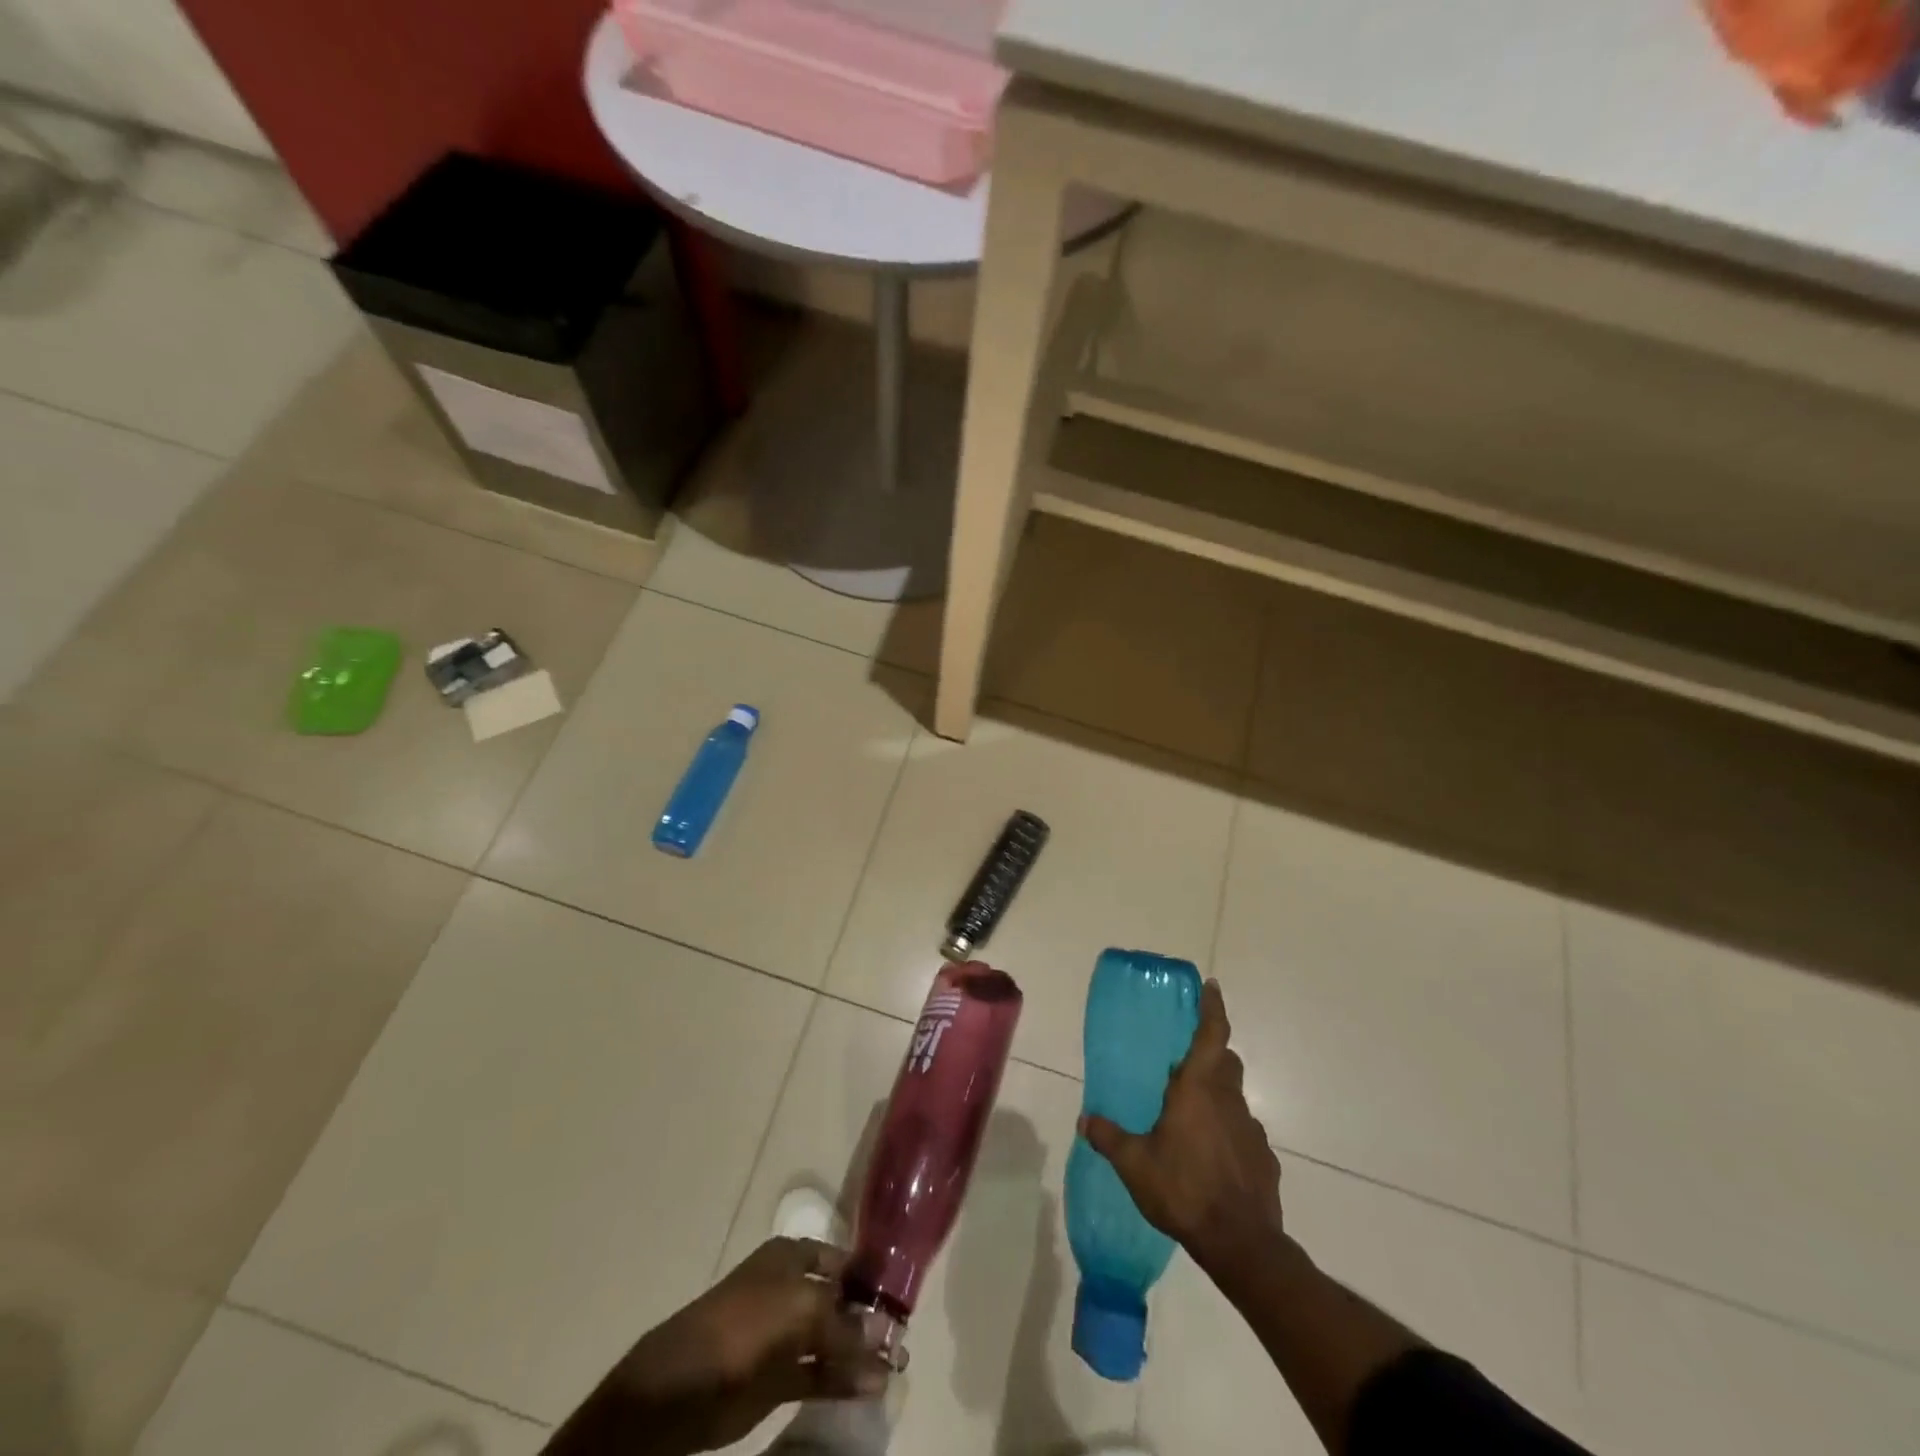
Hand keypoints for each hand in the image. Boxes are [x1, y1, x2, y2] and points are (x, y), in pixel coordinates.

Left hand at [553, 1237, 889, 1455]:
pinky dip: (843, 1382)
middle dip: (870, 1320)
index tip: (903, 1299)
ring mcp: (783, 1337)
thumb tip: (885, 1344)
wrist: (677, 1390)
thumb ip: (845, 1328)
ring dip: (860, 1355)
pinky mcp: (776, 1381)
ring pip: (831, 1342)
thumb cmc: (742, 1326)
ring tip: (897, 1369)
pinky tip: (871, 1389)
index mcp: (792, 1257)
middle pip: (839, 1302)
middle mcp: (790, 1290)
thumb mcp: (800, 1311)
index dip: (870, 1278)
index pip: (842, 1260)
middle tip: (905, 1341)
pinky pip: (818, 1376)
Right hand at [1080, 979, 1284, 1273]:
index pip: (1212, 1033)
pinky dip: (1228, 1134)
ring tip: (1192, 1118)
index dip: (1213, 1007)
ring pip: (1235, 1098)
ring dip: (1217, 1097)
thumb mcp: (1134, 1164)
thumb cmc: (1183, 1189)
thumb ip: (1108, 1137)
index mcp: (1198, 1088)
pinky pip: (1243, 1134)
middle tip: (1184, 1063)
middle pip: (1225, 1062)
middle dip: (1210, 1054)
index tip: (1212, 986)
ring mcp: (1251, 1130)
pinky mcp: (1264, 1159)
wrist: (1241, 1244)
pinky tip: (1212, 1158)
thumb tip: (1085, 1120)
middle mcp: (1229, 1100)